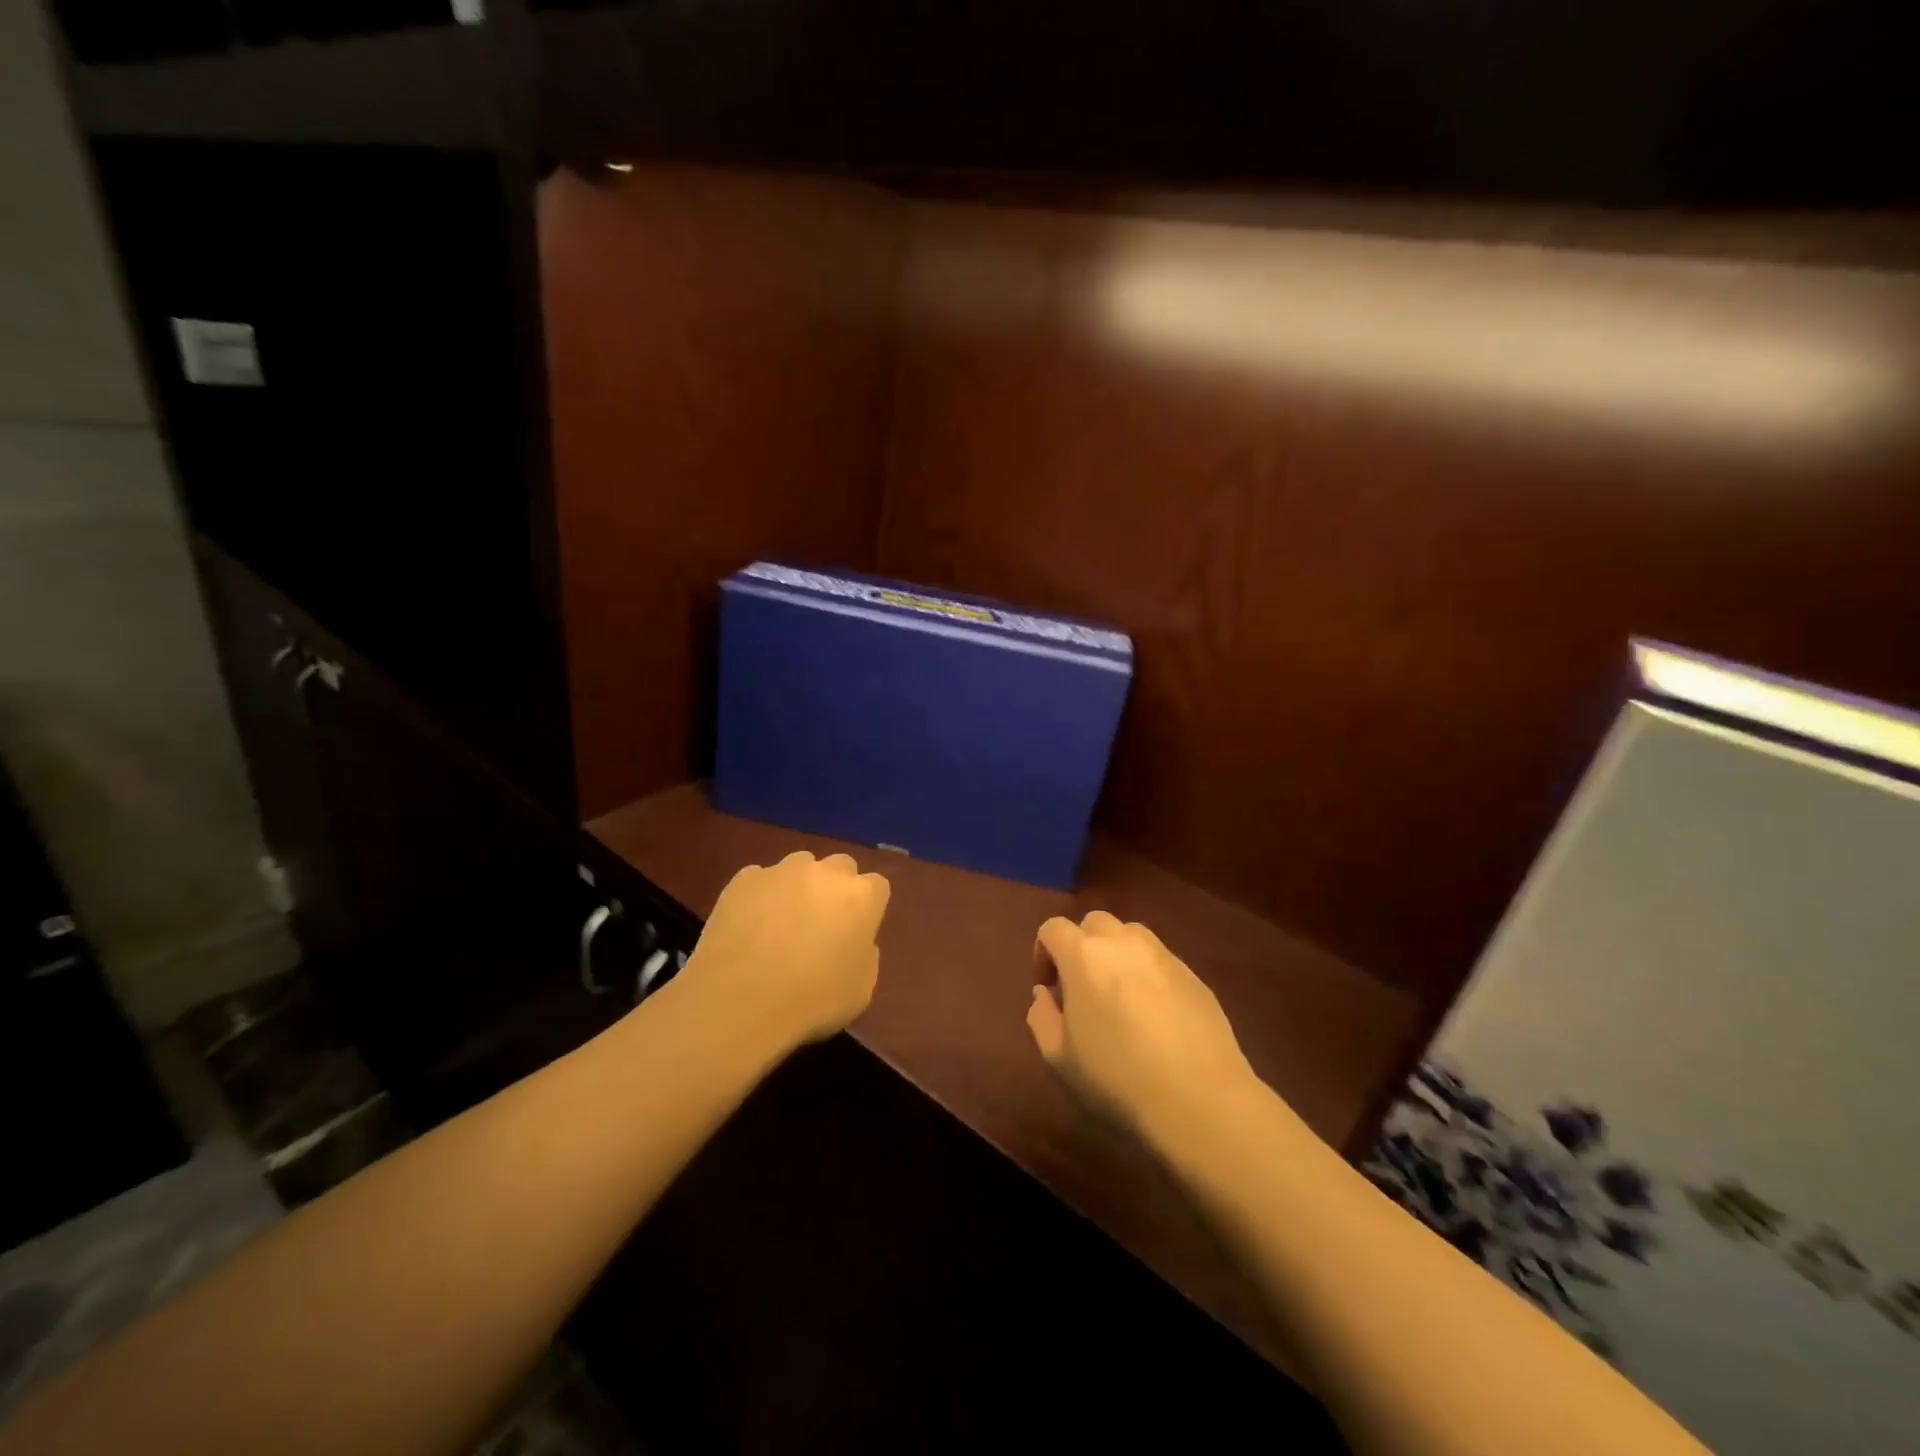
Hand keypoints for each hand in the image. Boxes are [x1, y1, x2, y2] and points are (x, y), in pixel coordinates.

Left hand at [687, 850, 890, 1047]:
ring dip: (799, 886)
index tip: (856, 931)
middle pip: (841, 867)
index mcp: (862, 897)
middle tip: (822, 923)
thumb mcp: (860, 991)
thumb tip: (854, 942)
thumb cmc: (812, 1000)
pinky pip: (760, 880)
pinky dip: (760, 896)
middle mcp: (826, 872)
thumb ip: (865, 957)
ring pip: (800, 866)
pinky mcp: (744, 879)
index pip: (877, 887)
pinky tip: (750, 926)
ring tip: (782, 922)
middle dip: (836, 888)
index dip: (868, 908)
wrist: (740, 999)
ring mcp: (782, 871)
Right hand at [1027, 911, 1255, 1146]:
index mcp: (1084, 955)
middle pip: (1094, 923)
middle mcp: (1124, 942)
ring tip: (1119, 998)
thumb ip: (1042, 1017)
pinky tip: (1155, 1017)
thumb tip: (1045, 994)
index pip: (1053, 928)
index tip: (1048, 988)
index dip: (1043, 953)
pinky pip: (1160, 961)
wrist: (1200, 1101)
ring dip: (1117, 955)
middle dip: (1082, 947)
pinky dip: (1148, 975)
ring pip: (1131, 936)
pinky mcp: (1194, 976)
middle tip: (1082, 988)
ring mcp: (1164, 956)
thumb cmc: (1117, 1079)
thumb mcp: (1058, 1058)